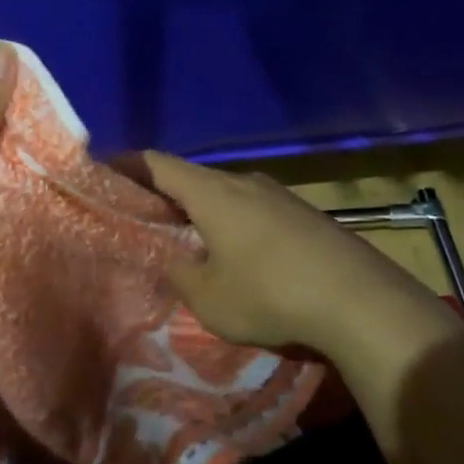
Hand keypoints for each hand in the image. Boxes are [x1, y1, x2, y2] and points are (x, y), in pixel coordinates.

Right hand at [143, 151, 457, 357]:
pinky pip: (254, 210)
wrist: (359, 300)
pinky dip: (233, 224)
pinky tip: (239, 256)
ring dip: (203, 212)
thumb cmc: (271, 294)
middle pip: (192, 177)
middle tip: (143, 220)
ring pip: (226, 195)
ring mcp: (278, 195)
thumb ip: (180, 275)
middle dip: (164, 195)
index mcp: (212, 192)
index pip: (157, 163)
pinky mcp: (303, 215)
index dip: (127, 165)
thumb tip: (176, 261)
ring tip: (190, 241)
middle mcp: (243, 182)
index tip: (103, 172)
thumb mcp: (209, 298)